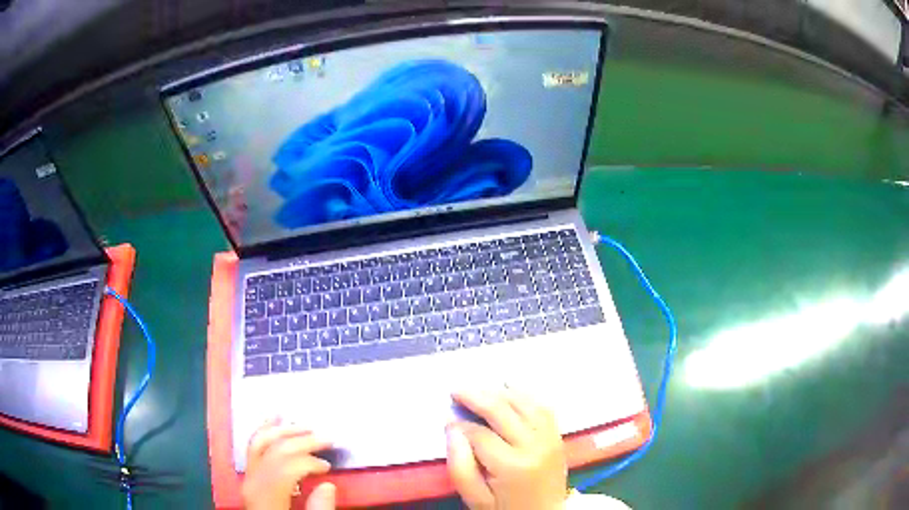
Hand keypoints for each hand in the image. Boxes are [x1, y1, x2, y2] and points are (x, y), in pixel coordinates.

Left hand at [242, 418, 336, 509]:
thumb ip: (318, 509)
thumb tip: (328, 485)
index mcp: (266, 495)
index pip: (285, 467)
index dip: (308, 461)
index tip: (329, 467)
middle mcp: (253, 481)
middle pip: (274, 451)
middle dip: (301, 440)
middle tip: (327, 438)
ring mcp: (248, 476)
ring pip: (260, 443)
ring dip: (284, 430)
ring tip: (305, 424)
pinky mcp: (249, 475)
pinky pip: (252, 447)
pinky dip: (264, 430)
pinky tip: (274, 418)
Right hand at [446, 389, 567, 509]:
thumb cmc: (506, 508)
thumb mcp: (476, 497)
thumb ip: (460, 465)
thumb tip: (452, 427)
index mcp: (511, 465)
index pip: (480, 434)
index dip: (460, 424)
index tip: (448, 419)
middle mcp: (534, 445)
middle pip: (502, 411)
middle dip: (476, 397)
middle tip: (456, 390)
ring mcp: (549, 438)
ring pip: (524, 403)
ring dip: (500, 392)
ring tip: (479, 388)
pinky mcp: (557, 436)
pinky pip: (543, 407)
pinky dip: (526, 394)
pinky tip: (511, 389)